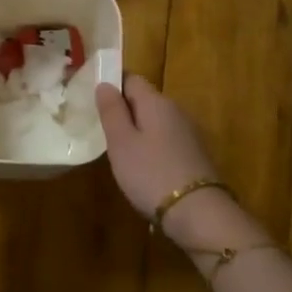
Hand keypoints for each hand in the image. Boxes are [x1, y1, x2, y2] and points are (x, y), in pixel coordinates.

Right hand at [96, 75, 226, 248]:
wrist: (197, 212)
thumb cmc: (151, 173)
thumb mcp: (121, 142)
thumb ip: (112, 111)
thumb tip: (105, 83)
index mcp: (156, 102)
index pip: (131, 79)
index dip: (111, 85)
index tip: (94, 102)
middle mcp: (176, 110)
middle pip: (145, 100)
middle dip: (124, 110)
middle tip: (102, 130)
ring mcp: (189, 133)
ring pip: (156, 121)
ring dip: (138, 130)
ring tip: (119, 151)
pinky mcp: (195, 154)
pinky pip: (166, 139)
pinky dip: (152, 146)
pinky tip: (143, 167)